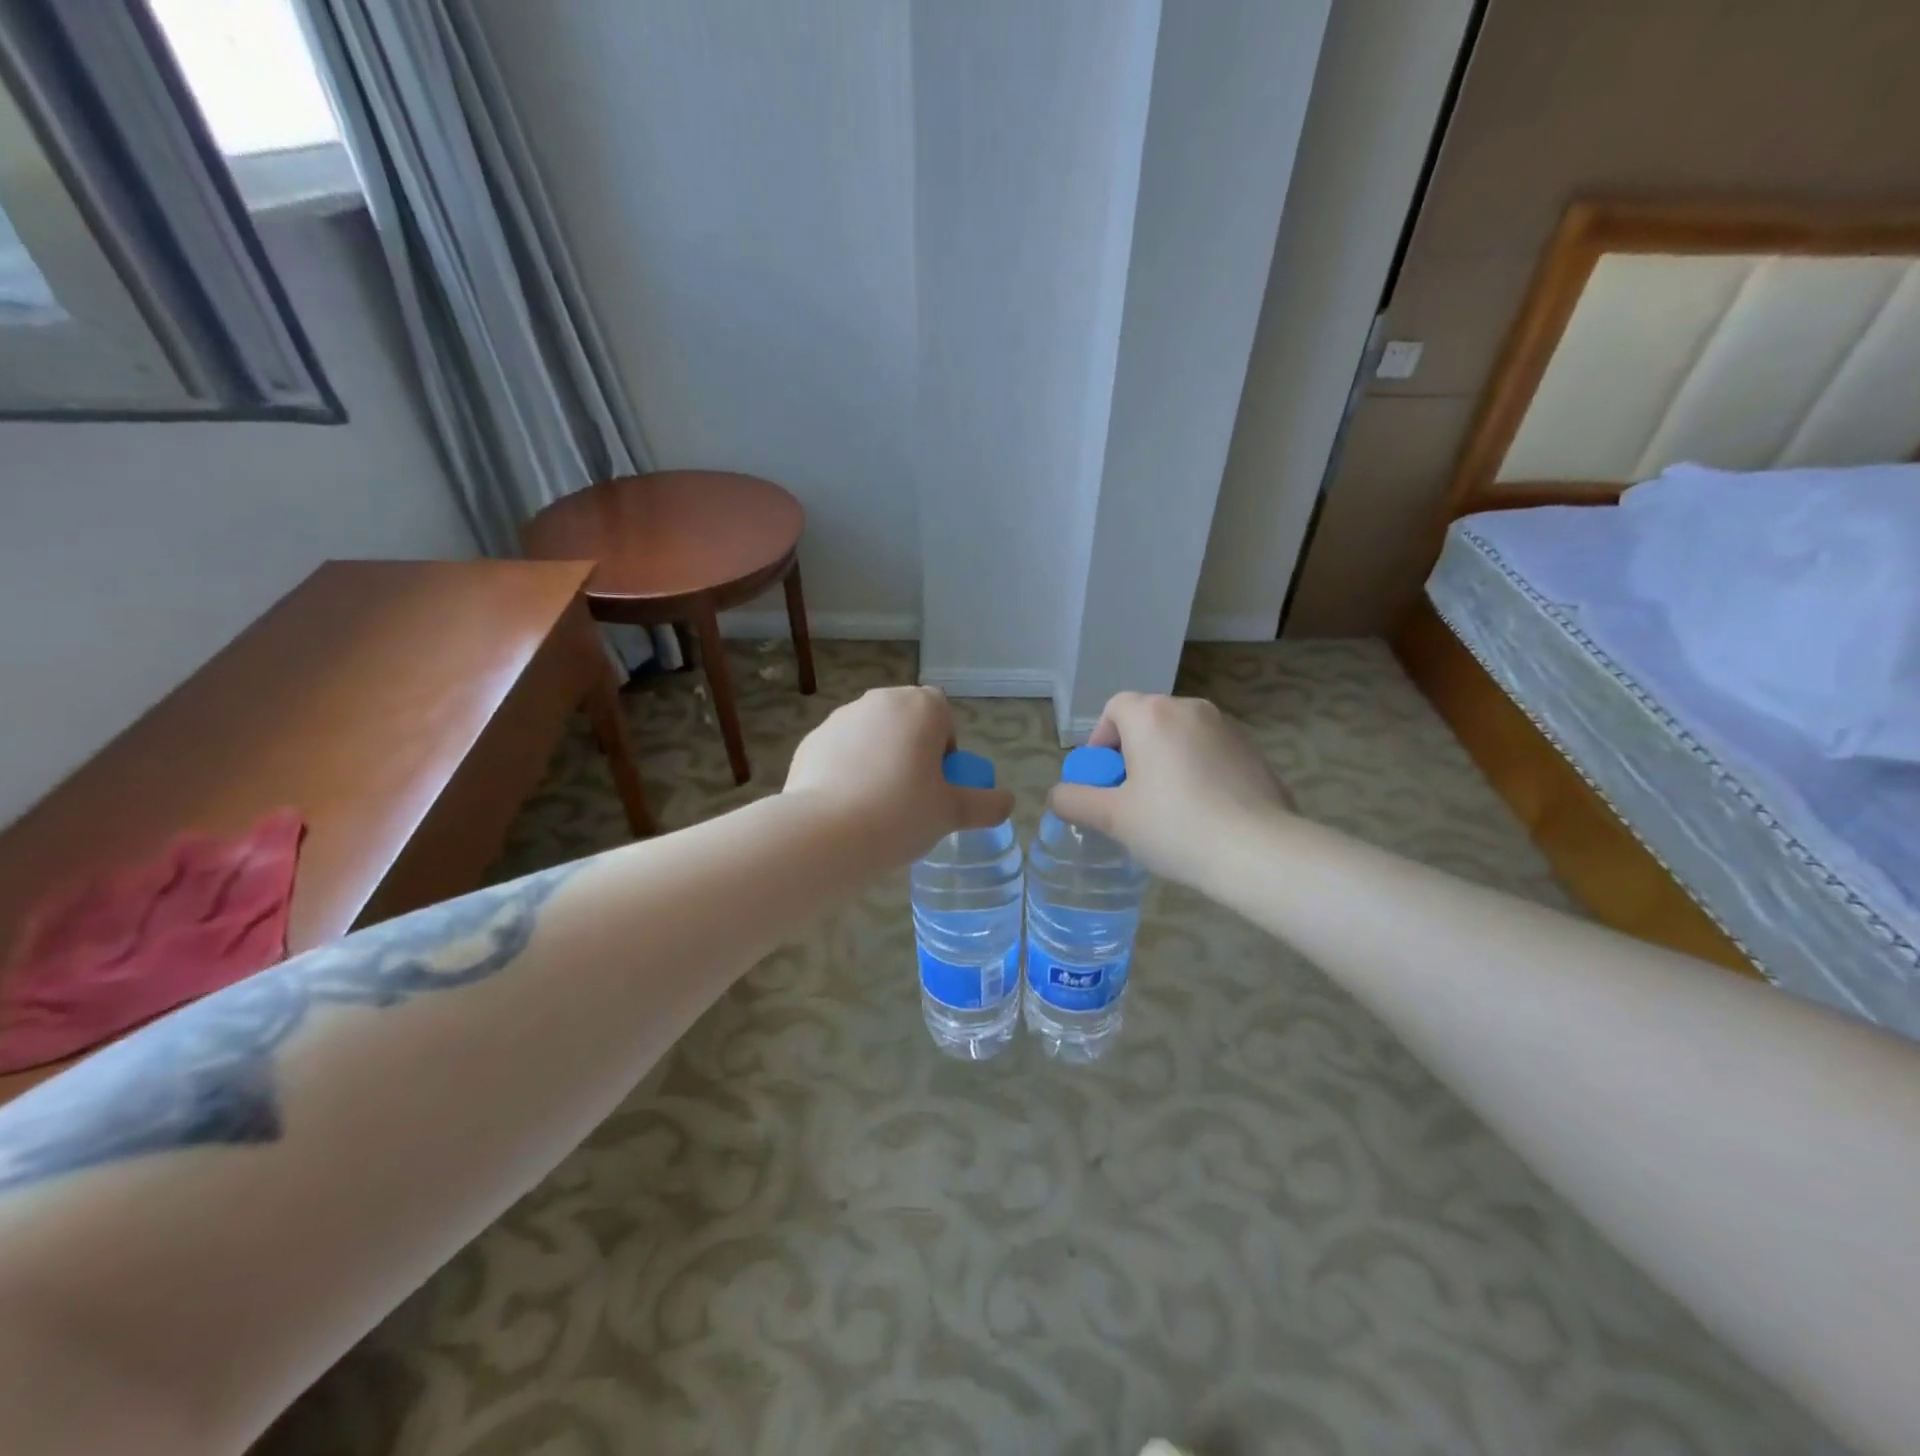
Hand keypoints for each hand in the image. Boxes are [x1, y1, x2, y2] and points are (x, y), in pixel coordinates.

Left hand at [784, 686, 1014, 861]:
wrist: (825, 834)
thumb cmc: (900, 814)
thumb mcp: (952, 814)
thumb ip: (986, 805)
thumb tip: (1007, 802)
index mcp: (919, 707)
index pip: (942, 712)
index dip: (945, 746)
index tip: (939, 781)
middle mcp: (878, 701)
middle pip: (905, 721)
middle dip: (912, 750)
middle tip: (912, 795)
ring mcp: (839, 719)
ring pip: (871, 735)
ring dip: (879, 758)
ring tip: (876, 807)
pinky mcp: (810, 742)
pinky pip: (840, 752)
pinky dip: (847, 771)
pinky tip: (846, 808)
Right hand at [1050, 692, 1291, 887]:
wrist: (1258, 851)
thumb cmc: (1174, 826)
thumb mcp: (1113, 818)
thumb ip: (1075, 801)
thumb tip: (1057, 796)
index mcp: (1152, 715)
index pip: (1115, 709)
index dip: (1101, 740)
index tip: (1103, 779)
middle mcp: (1191, 709)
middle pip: (1149, 720)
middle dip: (1133, 752)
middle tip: (1130, 796)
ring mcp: (1228, 728)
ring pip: (1182, 736)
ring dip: (1166, 761)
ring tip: (1168, 807)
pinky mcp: (1254, 752)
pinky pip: (1212, 753)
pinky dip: (1199, 771)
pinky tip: (1204, 812)